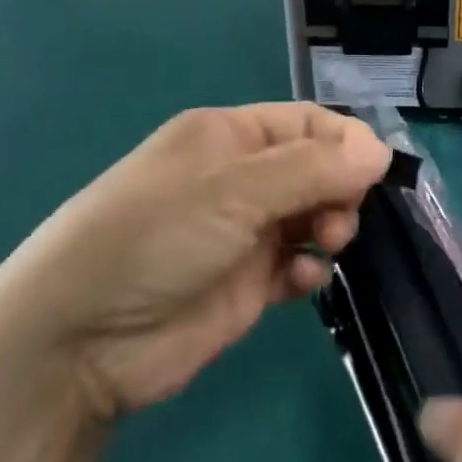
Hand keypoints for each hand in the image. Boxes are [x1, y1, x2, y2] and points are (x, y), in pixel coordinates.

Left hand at [18, 105, 389, 422]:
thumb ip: (312, 169)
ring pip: (311, 215)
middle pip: (315, 169)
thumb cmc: (157, 236)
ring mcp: (242, 232)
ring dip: (330, 226)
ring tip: (324, 246)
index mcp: (229, 136)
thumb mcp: (234, 189)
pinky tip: (301, 280)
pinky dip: (309, 268)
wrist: (81, 339)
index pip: (305, 122)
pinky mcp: (245, 284)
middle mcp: (239, 178)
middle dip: (339, 188)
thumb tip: (380, 151)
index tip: (377, 172)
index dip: (345, 142)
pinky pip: (296, 264)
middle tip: (339, 219)